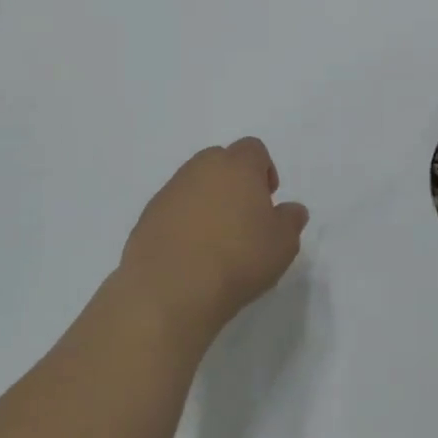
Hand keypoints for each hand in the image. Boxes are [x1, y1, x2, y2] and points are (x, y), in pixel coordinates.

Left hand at [117, 137, 309, 340]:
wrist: (172, 288)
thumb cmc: (239, 259)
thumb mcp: (283, 244)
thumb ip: (290, 220)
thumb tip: (291, 210)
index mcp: (237, 166)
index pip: (253, 149)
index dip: (264, 170)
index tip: (268, 200)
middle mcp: (200, 169)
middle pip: (220, 161)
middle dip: (233, 182)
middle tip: (244, 218)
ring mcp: (170, 191)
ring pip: (194, 185)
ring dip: (207, 202)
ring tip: (216, 241)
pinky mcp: (147, 216)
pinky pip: (173, 210)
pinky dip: (183, 223)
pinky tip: (191, 254)